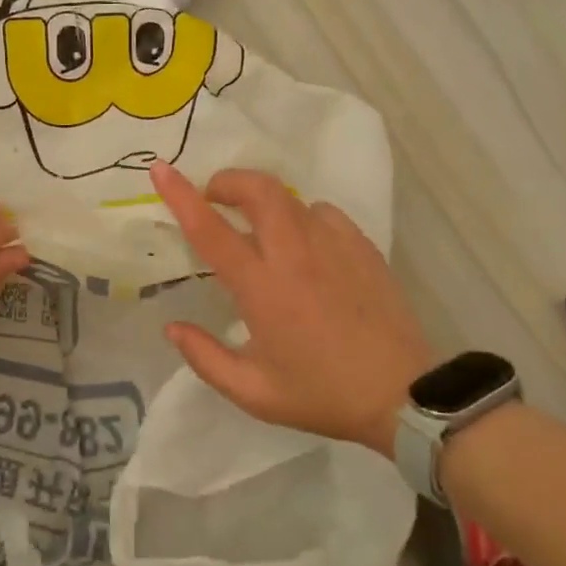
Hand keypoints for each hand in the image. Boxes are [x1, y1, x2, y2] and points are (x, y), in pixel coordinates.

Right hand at [150, 162, 431, 453]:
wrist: (405, 396)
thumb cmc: (322, 394)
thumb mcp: (253, 392)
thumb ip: (205, 358)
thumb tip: (172, 327)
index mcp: (262, 287)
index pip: (211, 229)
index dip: (181, 195)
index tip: (160, 169)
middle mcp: (295, 254)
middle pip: (258, 189)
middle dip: (228, 181)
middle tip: (214, 198)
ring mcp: (334, 245)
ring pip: (290, 197)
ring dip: (264, 201)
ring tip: (258, 227)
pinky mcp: (362, 247)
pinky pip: (323, 212)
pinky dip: (302, 217)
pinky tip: (305, 245)